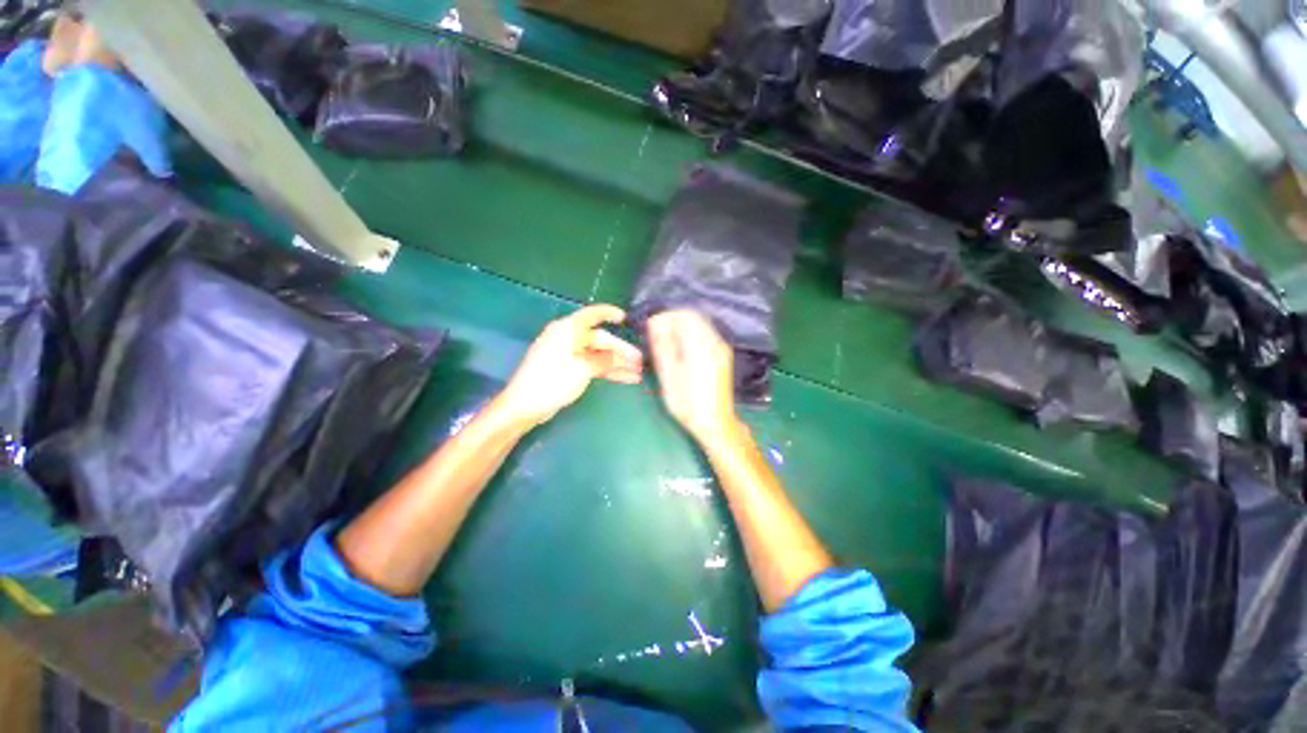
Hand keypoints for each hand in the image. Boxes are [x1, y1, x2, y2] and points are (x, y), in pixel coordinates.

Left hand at [498, 305, 642, 427]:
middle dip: (621, 351)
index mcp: (568, 329)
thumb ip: (604, 360)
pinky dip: (607, 371)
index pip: (592, 314)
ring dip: (617, 364)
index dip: (609, 313)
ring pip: (598, 355)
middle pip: (600, 340)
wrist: (526, 405)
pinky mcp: (568, 369)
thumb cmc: (553, 380)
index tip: (625, 318)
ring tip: (637, 373)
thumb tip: (619, 358)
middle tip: (640, 361)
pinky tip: (624, 378)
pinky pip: (592, 365)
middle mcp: (568, 338)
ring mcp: (568, 355)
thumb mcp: (583, 368)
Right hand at [648, 310, 738, 444]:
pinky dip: (691, 335)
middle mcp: (715, 343)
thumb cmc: (687, 404)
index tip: (652, 327)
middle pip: (694, 317)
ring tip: (666, 343)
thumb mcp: (668, 376)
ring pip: (700, 325)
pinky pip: (706, 335)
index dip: (666, 316)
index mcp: (701, 346)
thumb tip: (655, 323)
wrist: (715, 423)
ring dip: (682, 327)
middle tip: (657, 335)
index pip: (684, 315)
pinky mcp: (723, 356)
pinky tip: (680, 350)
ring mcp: (721, 349)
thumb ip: (662, 346)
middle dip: (673, 321)